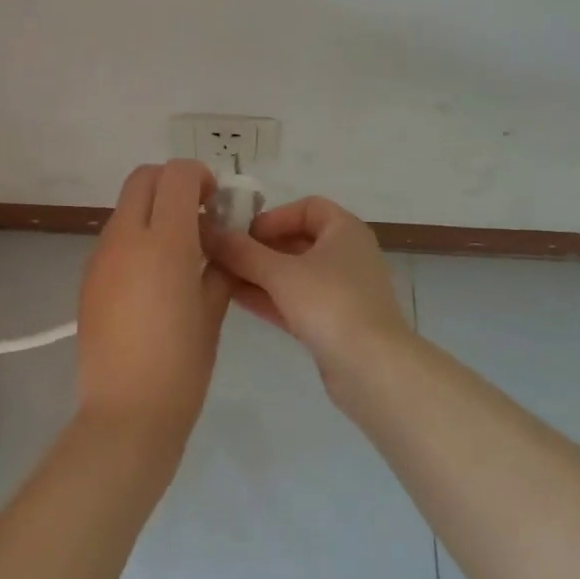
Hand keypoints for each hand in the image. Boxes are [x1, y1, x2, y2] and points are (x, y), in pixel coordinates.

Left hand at [76, 161, 230, 447]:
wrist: (126, 413)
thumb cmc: (182, 364)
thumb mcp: (213, 309)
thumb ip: (217, 263)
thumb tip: (217, 240)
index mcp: (164, 241)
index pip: (177, 174)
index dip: (200, 176)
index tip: (214, 203)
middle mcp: (126, 237)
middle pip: (143, 177)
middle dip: (172, 183)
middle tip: (195, 216)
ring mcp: (101, 256)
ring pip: (126, 206)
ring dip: (152, 211)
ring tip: (175, 252)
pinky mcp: (87, 277)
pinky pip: (114, 237)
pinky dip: (135, 237)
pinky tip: (151, 279)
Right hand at [205, 196, 410, 388]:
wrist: (373, 370)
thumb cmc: (330, 304)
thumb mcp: (280, 273)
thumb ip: (241, 252)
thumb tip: (206, 231)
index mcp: (344, 231)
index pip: (307, 208)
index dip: (273, 216)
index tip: (244, 232)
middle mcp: (347, 255)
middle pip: (297, 241)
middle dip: (259, 248)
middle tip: (223, 256)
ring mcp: (342, 291)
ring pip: (294, 274)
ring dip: (260, 274)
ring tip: (220, 277)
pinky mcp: (334, 323)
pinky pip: (296, 300)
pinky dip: (270, 297)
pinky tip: (236, 299)